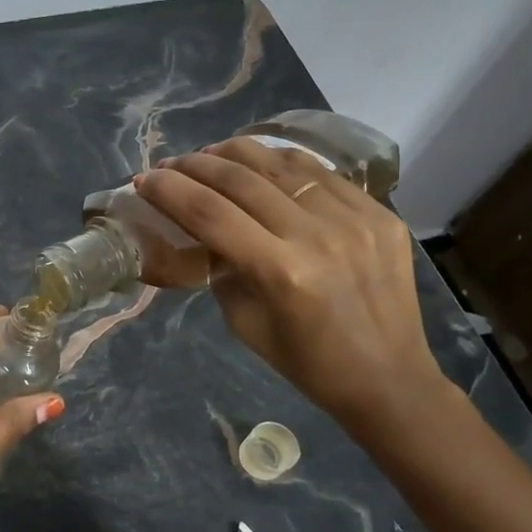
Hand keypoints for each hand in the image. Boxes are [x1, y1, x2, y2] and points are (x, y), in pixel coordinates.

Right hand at [134, 138, 450, 441]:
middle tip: (170, 164)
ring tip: (212, 152)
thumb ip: (223, 270)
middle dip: (196, 165)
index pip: (210, 213)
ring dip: (239, 153)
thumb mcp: (245, 324)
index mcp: (280, 272)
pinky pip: (323, 175)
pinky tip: (264, 163)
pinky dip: (285, 163)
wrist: (388, 378)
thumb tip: (209, 232)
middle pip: (242, 180)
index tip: (143, 180)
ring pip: (284, 164)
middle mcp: (317, 235)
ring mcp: (355, 219)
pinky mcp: (380, 214)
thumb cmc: (307, 363)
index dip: (170, 191)